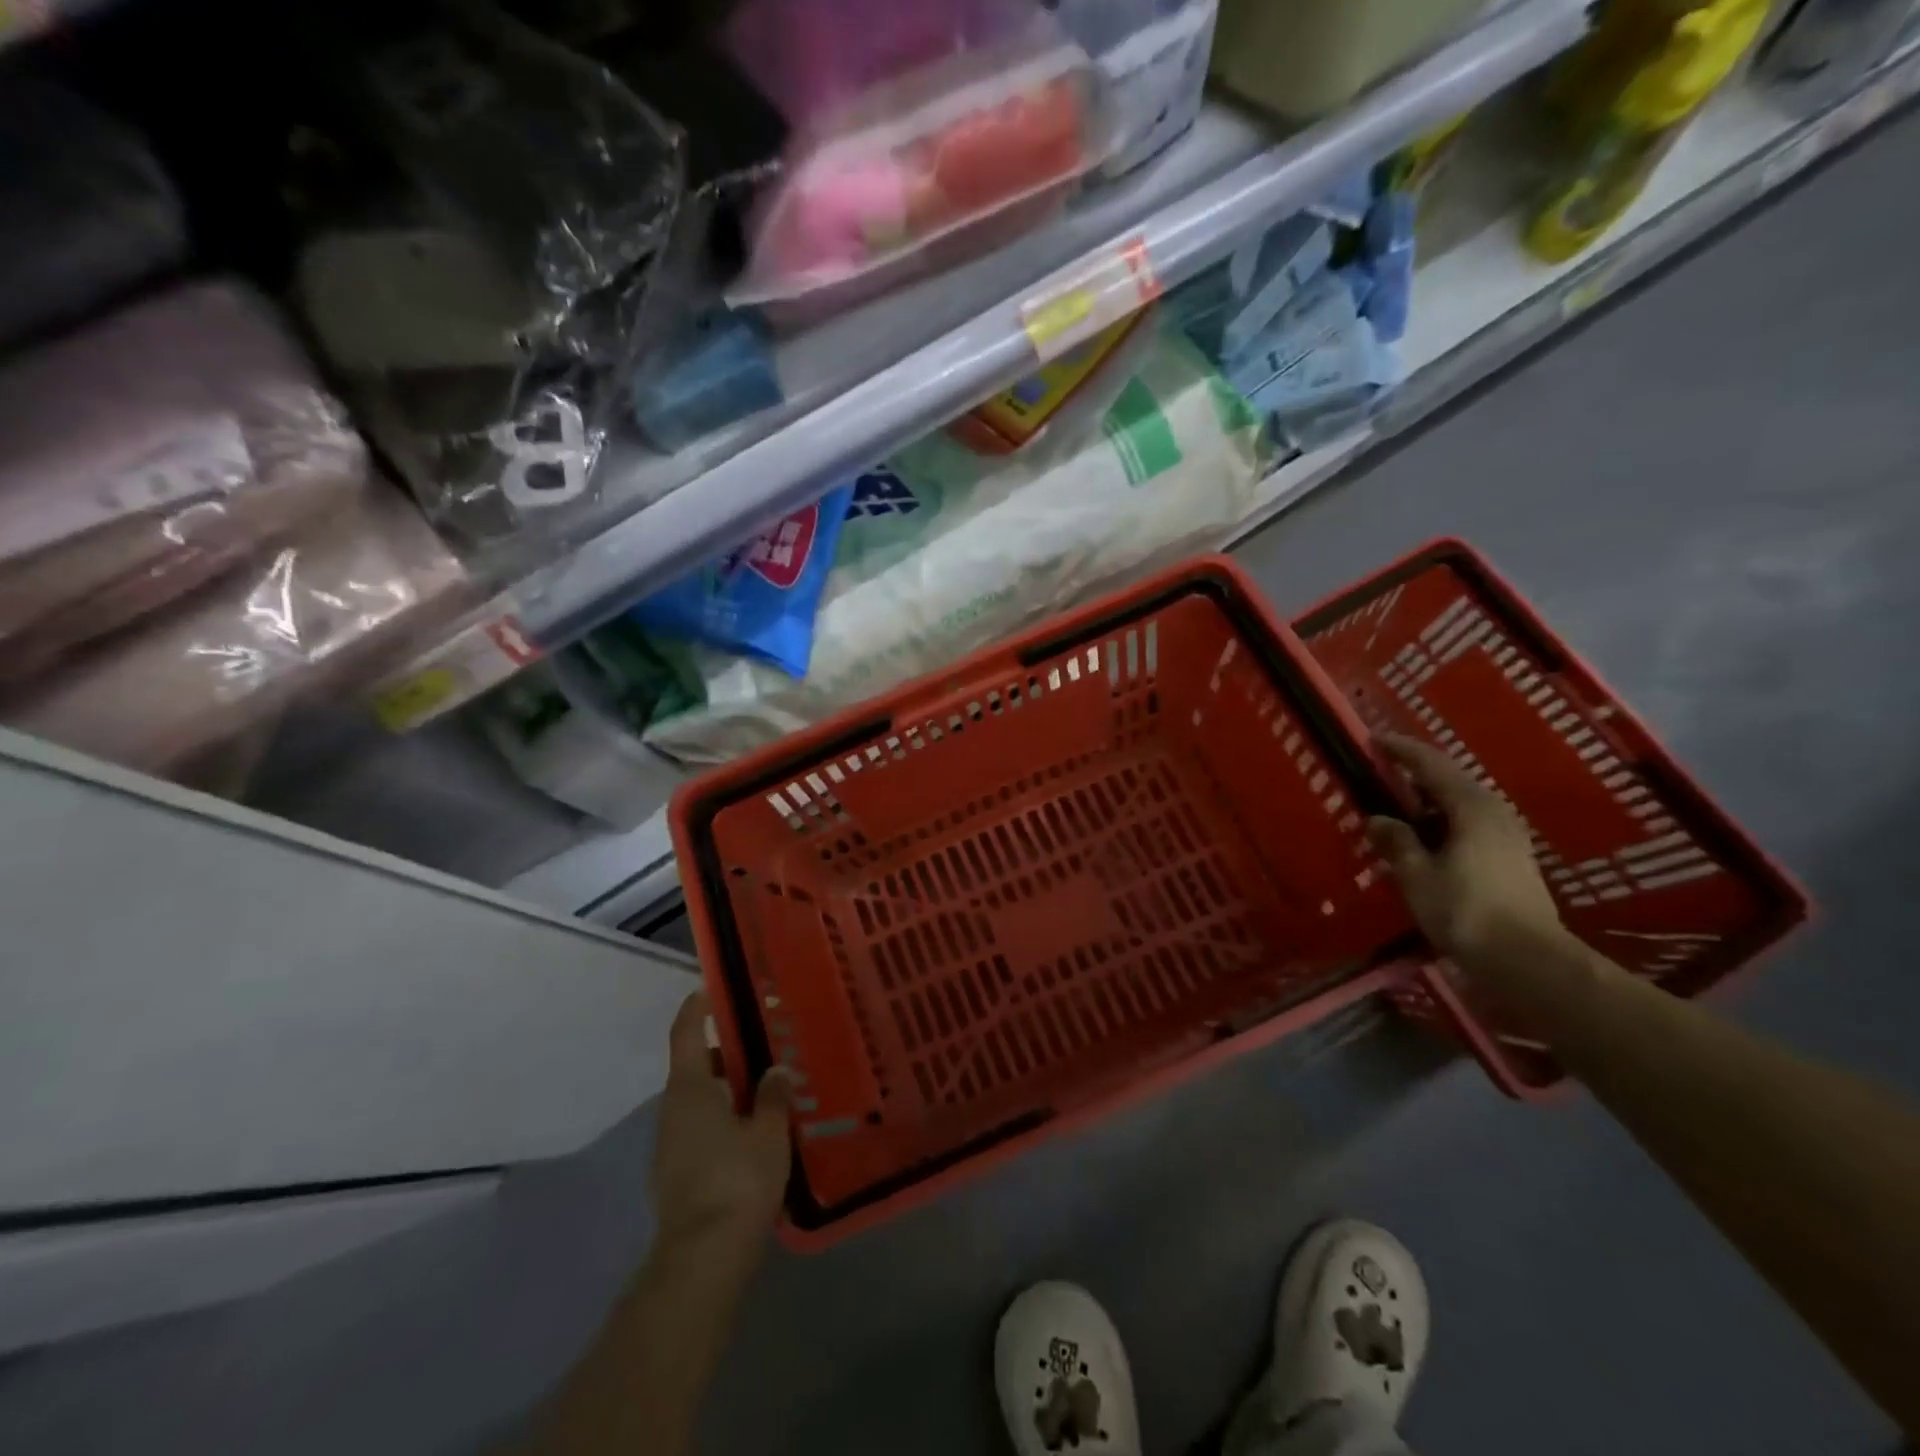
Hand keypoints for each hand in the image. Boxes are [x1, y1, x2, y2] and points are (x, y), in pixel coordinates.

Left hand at [652, 991, 792, 1259]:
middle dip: (728, 1055)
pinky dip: (725, 1120)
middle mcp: (673, 1110)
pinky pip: (702, 1129)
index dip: (697, 1008)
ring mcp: (671, 1145)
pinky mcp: (677, 1174)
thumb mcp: (768, 1131)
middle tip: (766, 1048)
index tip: (711, 989)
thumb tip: (776, 1071)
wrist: (703, 1258)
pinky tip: (756, 1133)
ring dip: (729, 1091)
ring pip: (700, 1101)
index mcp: (690, 1089)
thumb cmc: (737, 1179)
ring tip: (770, 1091)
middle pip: (696, 1067)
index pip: (687, 1033)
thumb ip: (773, 1096)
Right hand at [1364, 733, 1566, 961]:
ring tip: (1399, 804)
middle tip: (1383, 770)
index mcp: (1471, 807)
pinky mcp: (1512, 856)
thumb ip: (1396, 842)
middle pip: (1450, 779)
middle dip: (1416, 772)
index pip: (1431, 765)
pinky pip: (1470, 821)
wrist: (1529, 960)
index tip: (1374, 739)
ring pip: (1461, 802)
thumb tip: (1377, 819)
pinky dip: (1443, 818)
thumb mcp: (1417, 876)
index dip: (1401, 751)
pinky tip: (1426, 835)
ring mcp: (1508, 834)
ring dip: (1429, 798)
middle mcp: (1494, 811)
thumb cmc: (1466, 912)